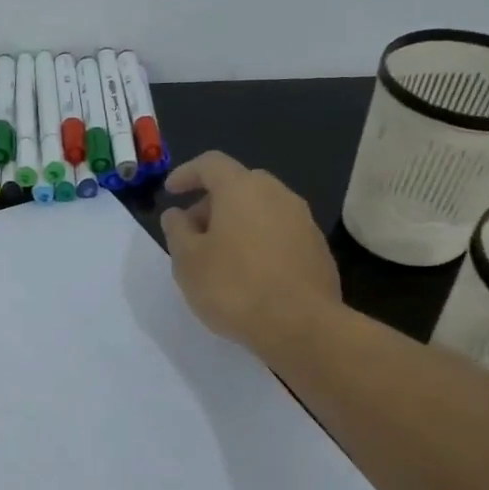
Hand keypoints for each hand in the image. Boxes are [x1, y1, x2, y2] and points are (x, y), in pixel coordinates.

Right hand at [159, 152, 342, 357]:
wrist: (301, 325)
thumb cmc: (233, 287)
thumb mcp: (188, 261)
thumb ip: (177, 231)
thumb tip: (177, 214)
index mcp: (241, 189)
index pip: (211, 164)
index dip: (187, 173)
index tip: (171, 191)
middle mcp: (277, 194)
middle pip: (239, 185)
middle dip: (212, 202)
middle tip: (193, 232)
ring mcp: (303, 220)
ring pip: (262, 209)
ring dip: (238, 223)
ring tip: (220, 256)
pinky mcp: (317, 248)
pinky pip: (280, 233)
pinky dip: (260, 242)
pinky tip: (250, 273)